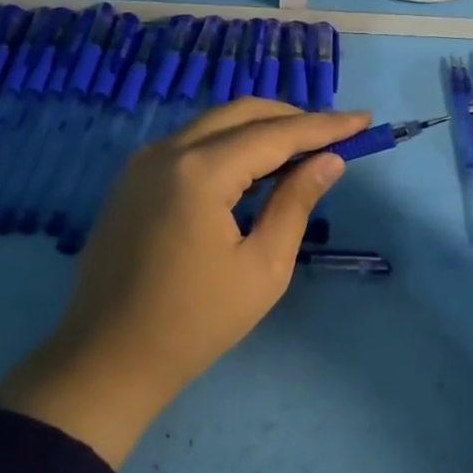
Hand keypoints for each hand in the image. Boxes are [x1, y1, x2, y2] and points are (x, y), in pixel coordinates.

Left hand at [0, 99, 370, 465]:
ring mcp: (142, 163)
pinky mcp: (132, 180)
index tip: (363, 121)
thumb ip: (295, 204)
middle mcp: (167, 151)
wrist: (108, 358)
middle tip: (335, 134)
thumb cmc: (195, 322)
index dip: (324, 126)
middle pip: (241, 114)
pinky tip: (254, 167)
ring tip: (303, 148)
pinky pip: (190, 145)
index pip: (275, 134)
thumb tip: (329, 160)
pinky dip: (229, 145)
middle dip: (293, 118)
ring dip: (260, 129)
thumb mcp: (263, 267)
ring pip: (214, 125)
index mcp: (200, 172)